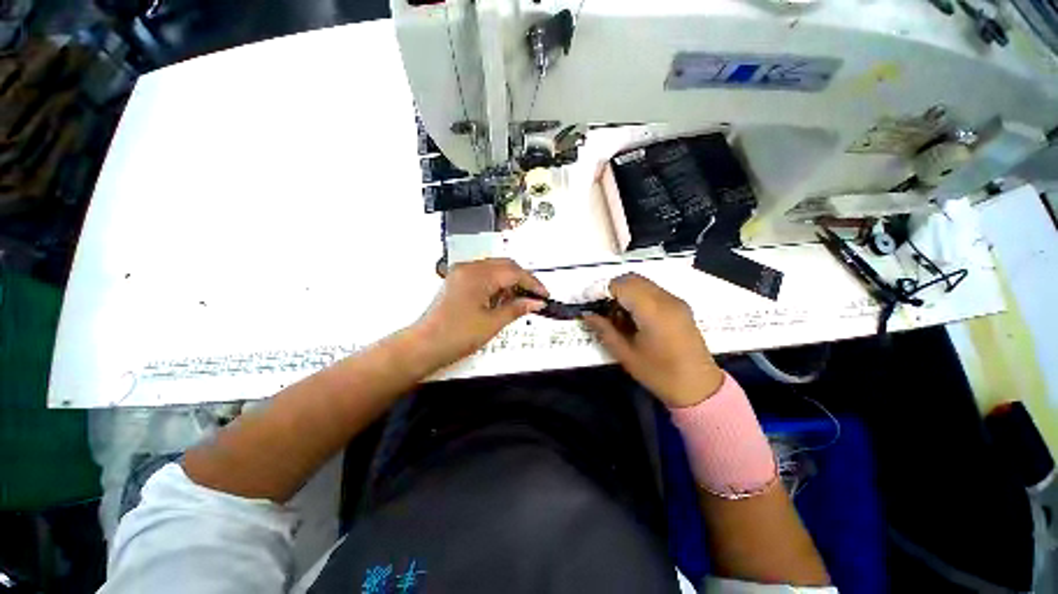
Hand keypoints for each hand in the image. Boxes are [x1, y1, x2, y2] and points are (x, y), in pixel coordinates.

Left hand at [411, 258, 546, 367]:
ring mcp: (461, 273)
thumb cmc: (456, 335)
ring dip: (509, 282)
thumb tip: (536, 302)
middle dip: (522, 280)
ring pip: (495, 269)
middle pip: (505, 265)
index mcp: (478, 275)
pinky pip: (483, 276)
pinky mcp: (457, 281)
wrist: (424, 346)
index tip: (544, 295)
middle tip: (534, 297)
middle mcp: (469, 268)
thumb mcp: (492, 323)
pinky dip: (496, 284)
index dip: (533, 283)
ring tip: (519, 301)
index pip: (514, 272)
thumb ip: (517, 308)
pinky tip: (502, 299)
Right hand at [585, 274, 722, 407]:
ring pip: (643, 282)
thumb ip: (605, 331)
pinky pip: (653, 290)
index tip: (589, 302)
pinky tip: (633, 315)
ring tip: (616, 313)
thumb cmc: (660, 374)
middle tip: (601, 308)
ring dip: (625, 291)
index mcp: (653, 311)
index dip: (602, 290)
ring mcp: (675, 301)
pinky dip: (638, 295)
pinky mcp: (680, 306)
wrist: (699, 387)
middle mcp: (666, 299)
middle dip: (612, 289)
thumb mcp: (626, 355)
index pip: (622, 285)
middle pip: (632, 279)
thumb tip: (587, 315)